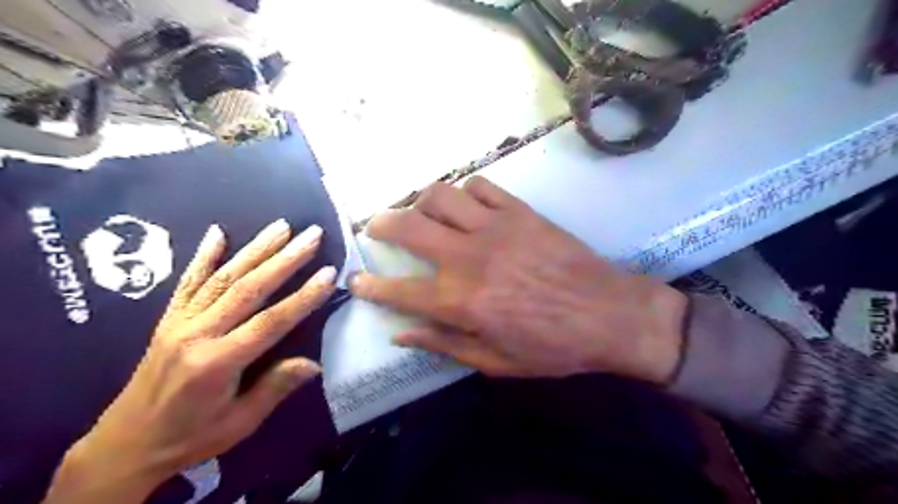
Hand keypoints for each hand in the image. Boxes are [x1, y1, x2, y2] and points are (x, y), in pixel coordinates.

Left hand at [44, 221, 336, 503]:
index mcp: (217, 363)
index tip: (328, 273)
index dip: (303, 297)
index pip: (270, 322)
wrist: (124, 445)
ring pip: (223, 277)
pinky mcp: (168, 319)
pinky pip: (187, 282)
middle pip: (248, 288)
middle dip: (285, 259)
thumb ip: (275, 388)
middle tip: (312, 235)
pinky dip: (203, 255)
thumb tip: (314, 364)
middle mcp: (197, 334)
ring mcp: (179, 322)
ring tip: (282, 226)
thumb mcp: (239, 423)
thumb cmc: (190, 436)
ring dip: (255, 248)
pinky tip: (217, 232)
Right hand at [350, 177, 687, 380]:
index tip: (356, 279)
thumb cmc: (554, 347)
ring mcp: (495, 227)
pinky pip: (481, 186)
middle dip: (382, 224)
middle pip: (409, 226)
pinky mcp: (520, 211)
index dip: (371, 285)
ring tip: (422, 213)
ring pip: (440, 195)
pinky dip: (465, 191)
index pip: (399, 289)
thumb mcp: (496, 362)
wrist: (611, 315)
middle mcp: (469, 257)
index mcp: (461, 301)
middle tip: (375, 227)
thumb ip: (445, 344)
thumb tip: (401, 333)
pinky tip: (466, 204)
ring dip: (421, 201)